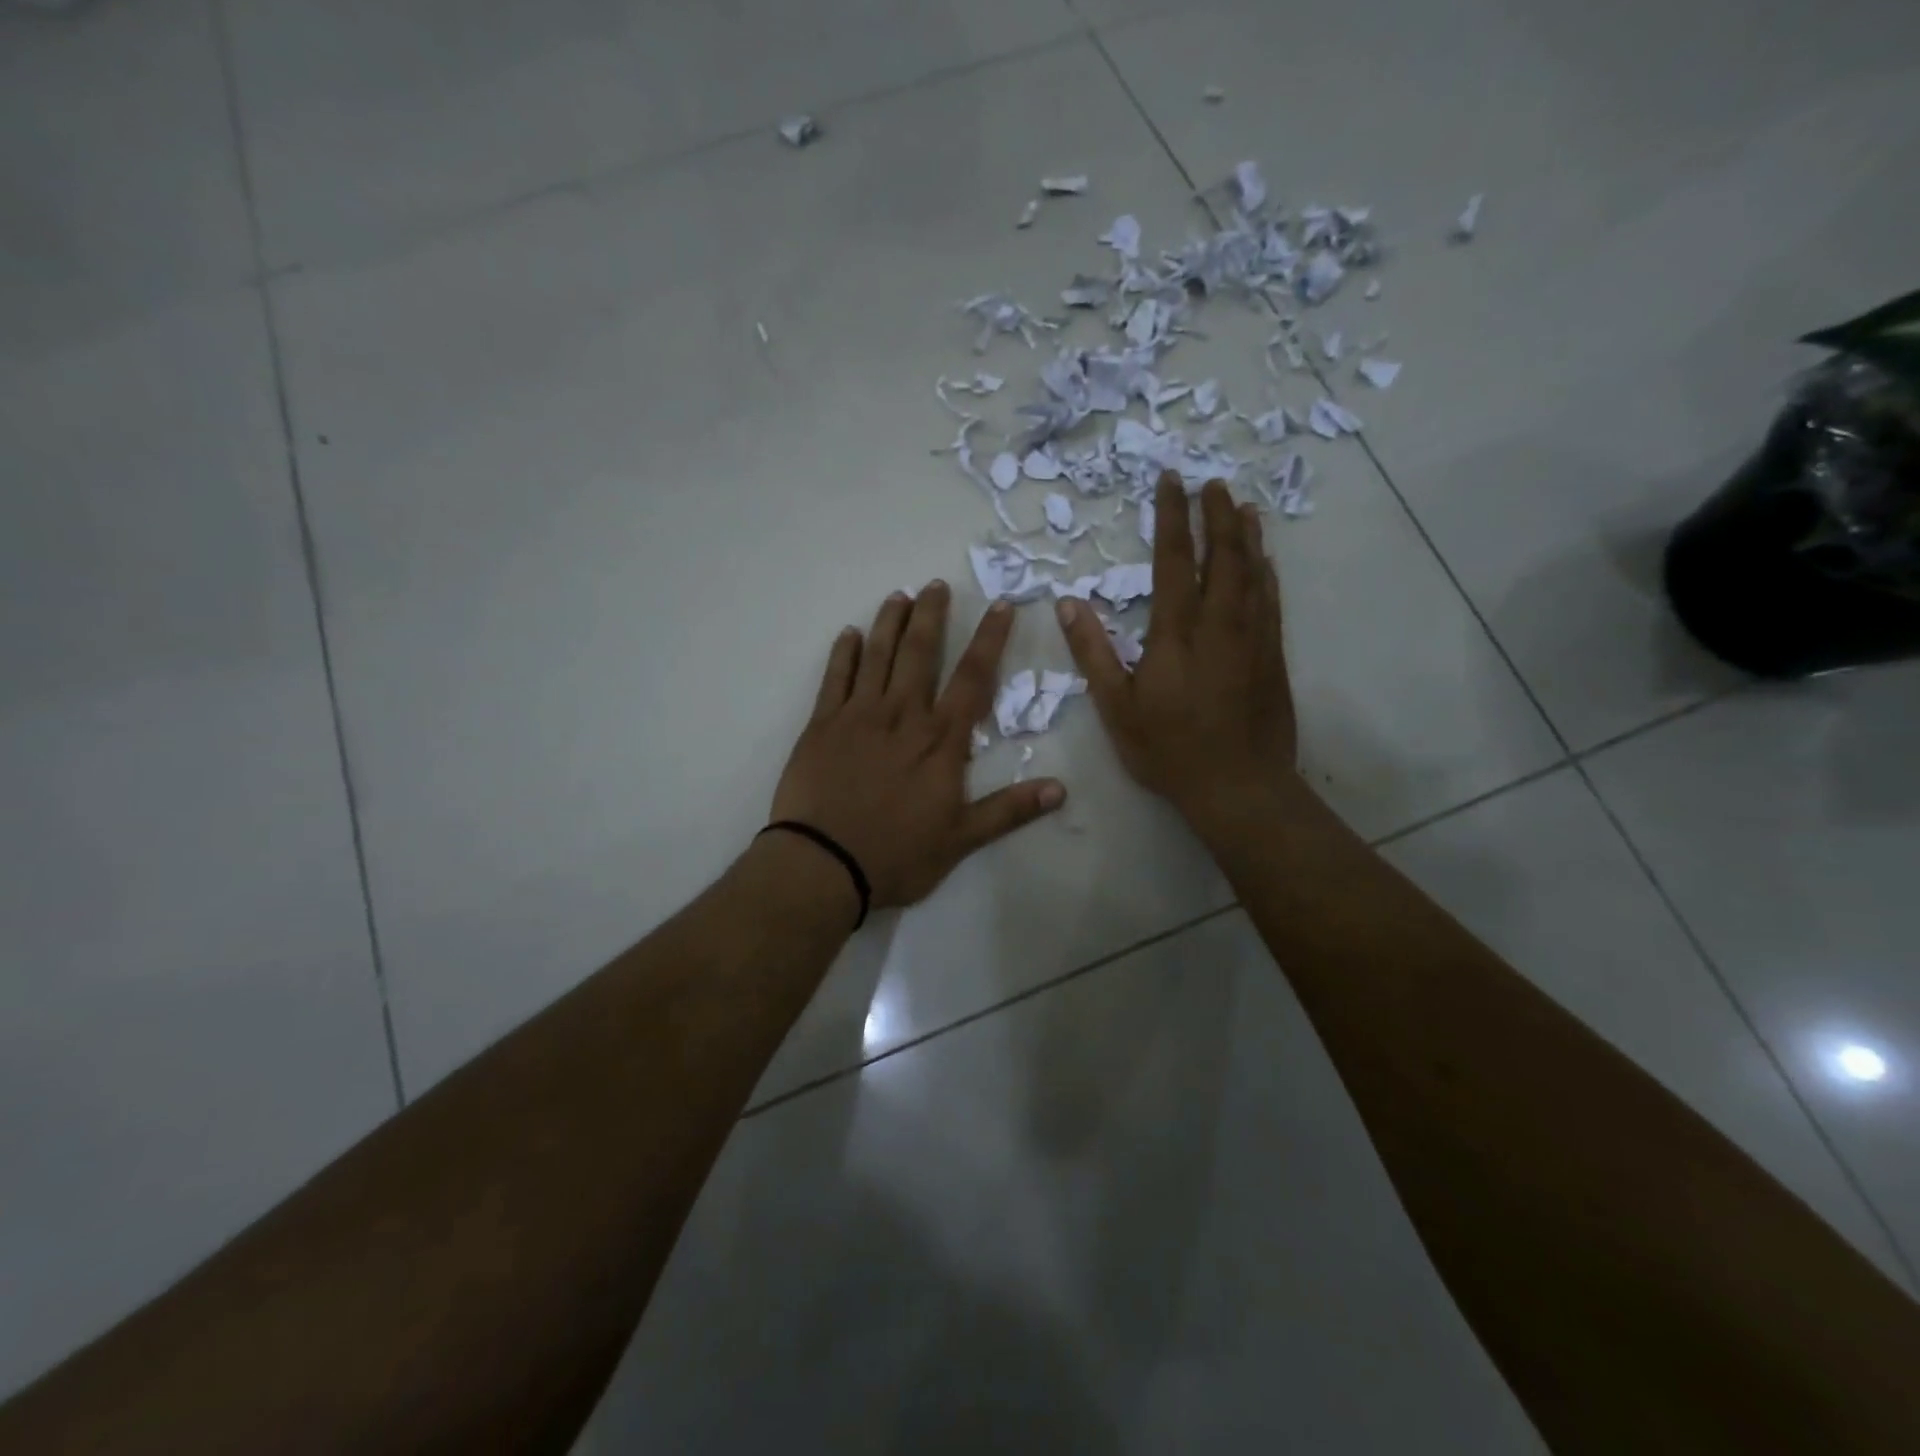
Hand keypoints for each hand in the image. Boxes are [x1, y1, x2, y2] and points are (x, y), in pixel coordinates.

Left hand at [771, 582, 1065, 910]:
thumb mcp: (961, 839)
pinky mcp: (822, 724)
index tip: (1000, 605)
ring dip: (889, 622)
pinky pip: (835, 677)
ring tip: (898, 595)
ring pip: (877, 655)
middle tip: (936, 584)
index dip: (990, 639)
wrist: (823, 864)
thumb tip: (1060, 789)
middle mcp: (902, 715)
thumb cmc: (897, 854)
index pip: (973, 678)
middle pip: (921, 652)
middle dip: (932, 615)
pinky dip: (843, 653)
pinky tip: (849, 634)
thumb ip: (1009, 810)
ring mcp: (858, 715)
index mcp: (940, 740)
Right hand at [1056, 474, 1298, 834]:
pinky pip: (1272, 602)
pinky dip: (1267, 574)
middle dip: (1216, 515)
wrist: (1237, 786)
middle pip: (1222, 555)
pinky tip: (1266, 562)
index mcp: (1176, 632)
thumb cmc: (1168, 749)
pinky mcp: (1273, 656)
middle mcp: (1219, 624)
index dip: (1173, 517)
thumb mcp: (1116, 707)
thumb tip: (1068, 604)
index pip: (1175, 560)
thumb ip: (1093, 653)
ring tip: (1242, 507)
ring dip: (1246, 536)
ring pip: (1253, 572)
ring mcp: (1253, 638)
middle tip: (1212, 483)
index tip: (1172, 481)